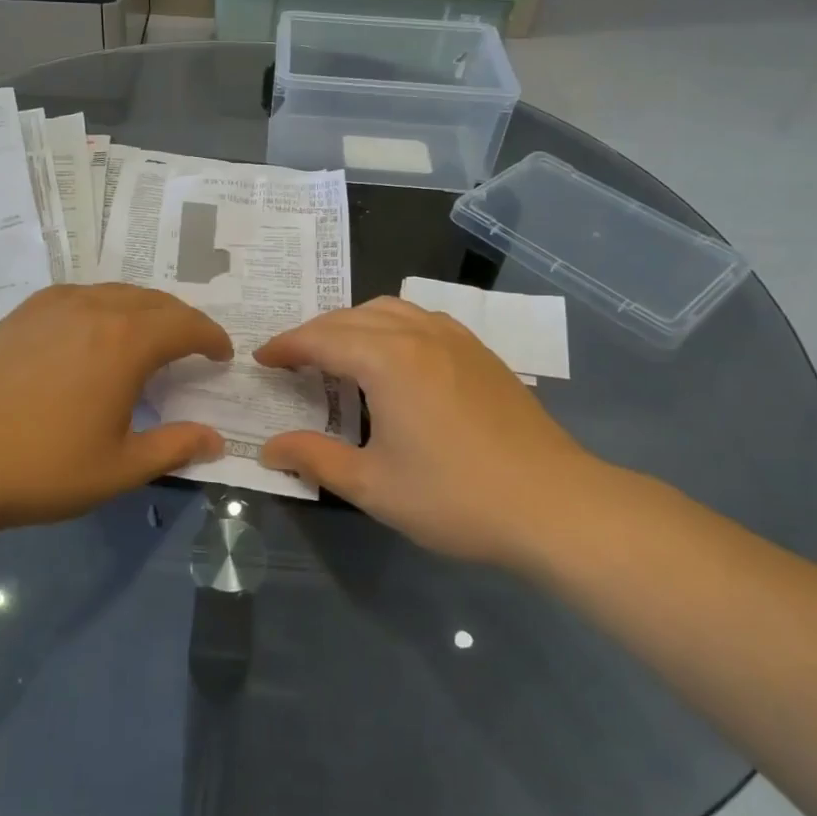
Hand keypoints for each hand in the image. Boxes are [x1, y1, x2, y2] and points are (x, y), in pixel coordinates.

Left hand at [0, 284, 229, 532]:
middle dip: (182, 322)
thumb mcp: (119, 467)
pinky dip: (104, 308)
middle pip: (155, 302)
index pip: (187, 325)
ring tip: (148, 339)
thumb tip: (216, 440)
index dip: (211, 338)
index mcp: (127, 341)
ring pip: (116, 293)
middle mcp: (95, 308)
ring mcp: (54, 305)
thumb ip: (174, 447)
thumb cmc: (43, 467)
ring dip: (144, 311)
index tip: (222, 355)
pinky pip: (80, 296)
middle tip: (192, 348)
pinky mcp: (23, 313)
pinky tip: (94, 334)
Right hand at [255, 297, 601, 565]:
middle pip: (350, 317)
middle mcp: (418, 334)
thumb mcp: (373, 486)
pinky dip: (390, 327)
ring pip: (389, 310)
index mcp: (387, 360)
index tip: (261, 359)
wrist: (555, 505)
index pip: (321, 339)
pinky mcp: (480, 353)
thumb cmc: (455, 497)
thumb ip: (315, 459)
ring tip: (337, 354)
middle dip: (314, 333)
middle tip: (291, 361)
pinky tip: (393, 359)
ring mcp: (455, 339)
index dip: (286, 347)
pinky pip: (421, 319)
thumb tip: (269, 448)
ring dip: (352, 324)